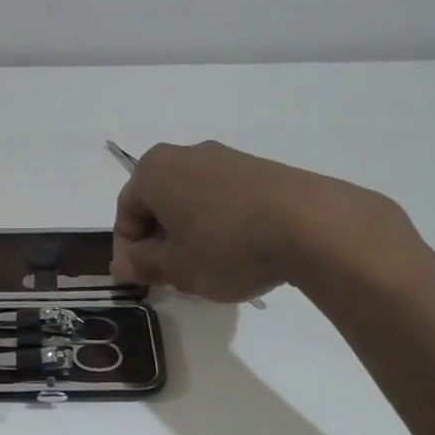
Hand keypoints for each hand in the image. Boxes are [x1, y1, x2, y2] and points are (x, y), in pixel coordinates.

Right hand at [111, 141, 418, 300]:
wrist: (312, 224)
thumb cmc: (227, 246)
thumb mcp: (176, 267)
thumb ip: (142, 264)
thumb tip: (122, 263)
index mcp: (155, 170)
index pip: (125, 212)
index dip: (128, 251)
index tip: (140, 280)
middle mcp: (187, 154)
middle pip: (159, 203)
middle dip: (160, 242)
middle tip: (173, 278)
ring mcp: (227, 158)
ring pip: (192, 201)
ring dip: (190, 235)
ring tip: (209, 270)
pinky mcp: (259, 169)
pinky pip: (224, 199)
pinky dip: (220, 225)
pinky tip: (239, 253)